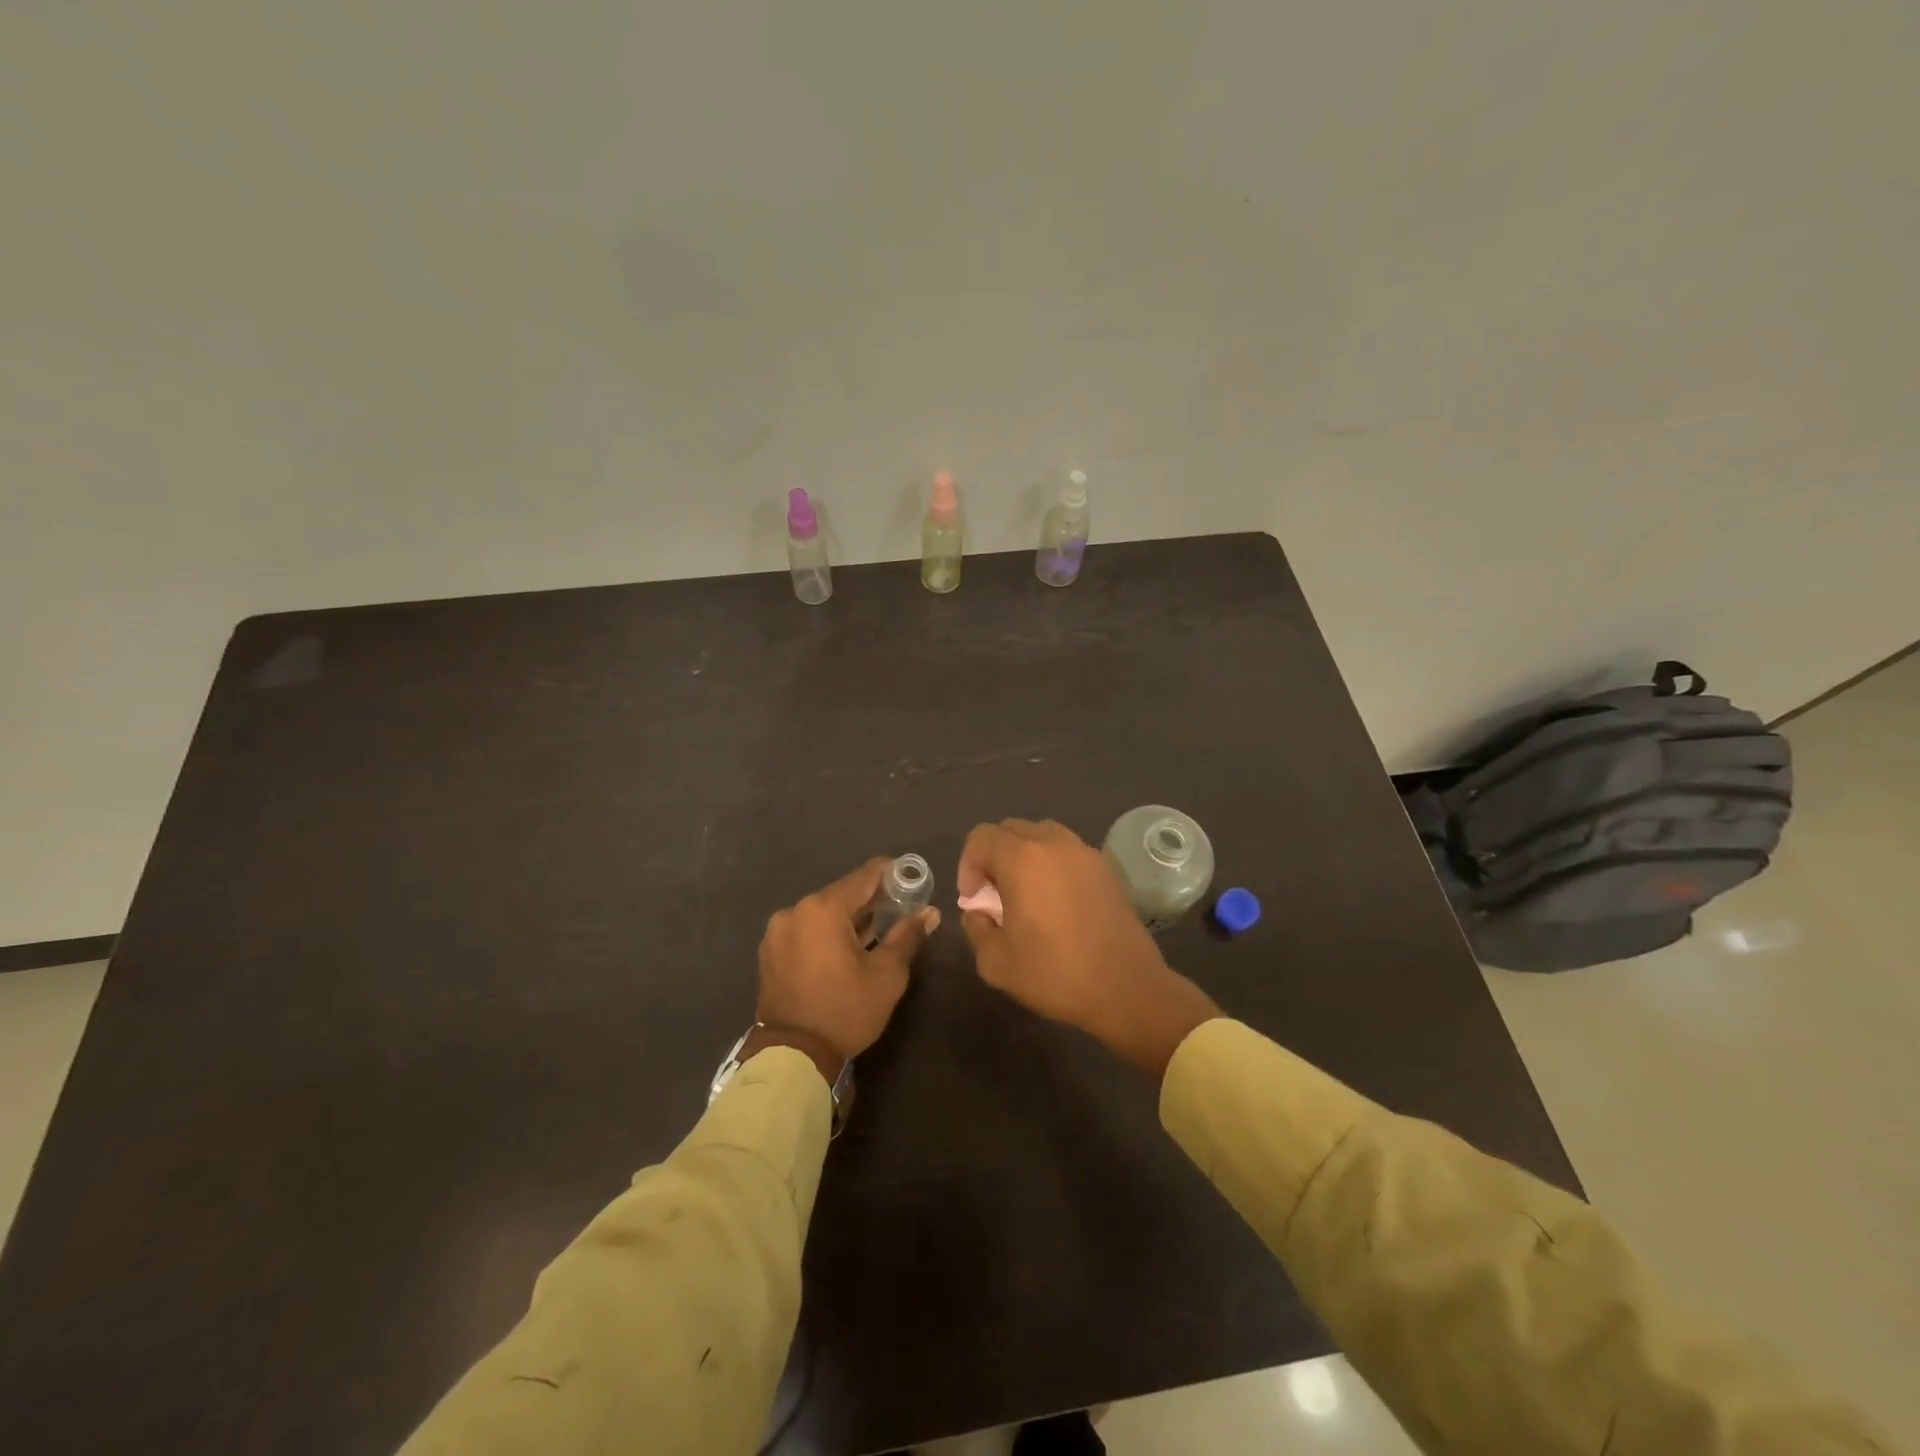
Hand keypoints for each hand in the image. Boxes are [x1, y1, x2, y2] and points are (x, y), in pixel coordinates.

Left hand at [756, 858, 937, 1063]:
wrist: (792, 1057)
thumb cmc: (844, 1010)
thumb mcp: (887, 975)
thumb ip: (908, 936)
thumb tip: (930, 912)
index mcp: (823, 908)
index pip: (865, 876)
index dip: (892, 874)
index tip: (912, 879)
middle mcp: (796, 910)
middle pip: (842, 893)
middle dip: (872, 900)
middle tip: (900, 911)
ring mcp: (778, 931)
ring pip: (823, 913)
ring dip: (848, 919)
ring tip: (875, 934)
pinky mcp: (770, 952)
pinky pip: (806, 930)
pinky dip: (826, 933)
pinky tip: (844, 951)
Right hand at [957, 819, 1218, 1075]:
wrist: (1126, 989)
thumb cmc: (1056, 974)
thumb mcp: (996, 962)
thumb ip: (976, 928)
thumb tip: (978, 911)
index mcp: (1022, 859)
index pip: (981, 837)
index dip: (967, 865)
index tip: (974, 899)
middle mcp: (1054, 844)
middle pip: (1011, 829)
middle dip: (994, 856)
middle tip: (995, 895)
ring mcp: (1085, 852)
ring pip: (1042, 835)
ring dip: (1024, 855)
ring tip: (1026, 893)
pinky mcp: (1106, 868)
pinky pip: (1068, 851)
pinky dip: (1053, 863)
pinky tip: (1056, 900)